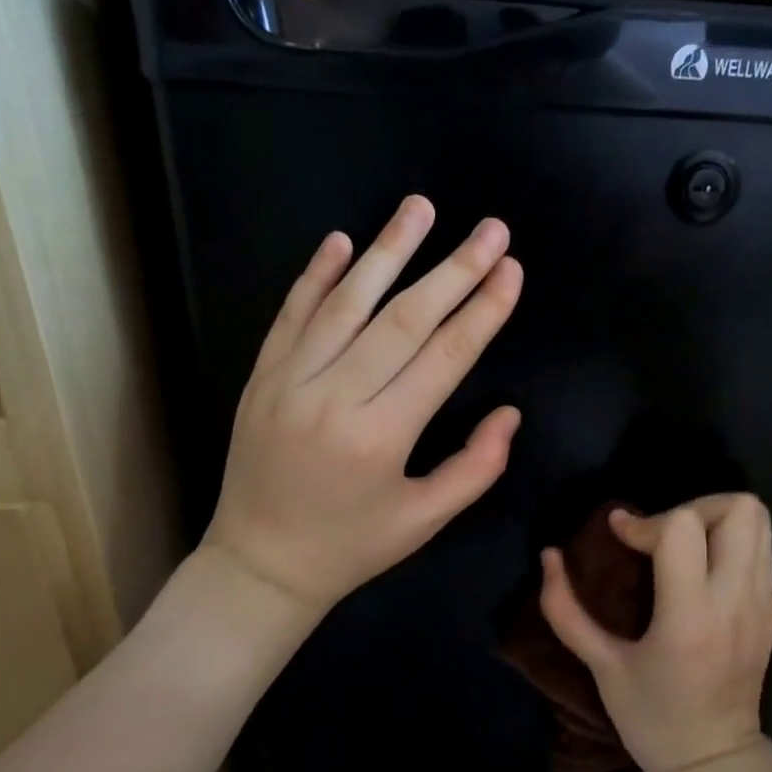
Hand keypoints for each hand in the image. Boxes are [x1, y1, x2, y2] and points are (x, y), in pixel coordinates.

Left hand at [203, 194, 523, 612]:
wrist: (259, 564)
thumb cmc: (351, 547)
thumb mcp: (424, 521)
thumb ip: (475, 468)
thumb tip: (510, 413)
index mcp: (380, 438)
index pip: (444, 358)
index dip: (482, 311)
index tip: (511, 271)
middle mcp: (334, 399)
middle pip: (404, 319)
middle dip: (454, 270)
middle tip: (491, 230)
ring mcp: (289, 381)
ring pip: (346, 303)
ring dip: (388, 251)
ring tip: (421, 207)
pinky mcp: (261, 376)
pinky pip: (291, 314)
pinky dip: (316, 275)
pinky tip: (343, 241)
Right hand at [539, 494, 771, 771]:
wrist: (714, 759)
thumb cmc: (652, 718)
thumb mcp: (601, 666)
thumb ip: (566, 610)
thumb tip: (549, 556)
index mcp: (690, 617)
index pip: (683, 528)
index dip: (644, 520)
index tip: (620, 534)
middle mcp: (735, 599)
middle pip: (738, 508)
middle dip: (692, 507)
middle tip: (661, 534)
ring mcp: (762, 602)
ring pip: (758, 519)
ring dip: (716, 518)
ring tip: (683, 545)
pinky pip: (764, 547)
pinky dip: (734, 539)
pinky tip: (705, 565)